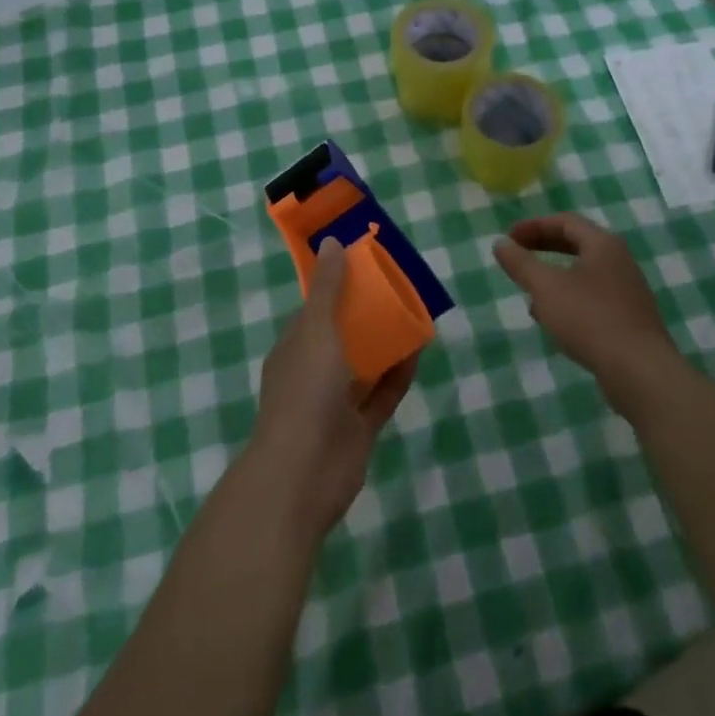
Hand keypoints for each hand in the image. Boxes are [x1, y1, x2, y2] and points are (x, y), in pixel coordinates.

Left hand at [248, 238, 417, 540]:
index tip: (366, 265)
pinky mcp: (359, 427)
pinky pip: (383, 393)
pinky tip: (419, 352)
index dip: (337, 286)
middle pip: (343, 335)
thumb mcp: (315, 329)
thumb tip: (332, 242)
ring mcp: (336, 402)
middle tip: (398, 288)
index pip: (316, 308)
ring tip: (414, 315)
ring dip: (386, 343)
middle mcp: (313, 371)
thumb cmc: (306, 391)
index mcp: (295, 346)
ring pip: (365, 364)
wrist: (304, 473)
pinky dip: (399, 374)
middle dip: (367, 314)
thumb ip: (327, 288)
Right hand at [493, 214, 683, 413]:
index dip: (533, 226)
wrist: (640, 371)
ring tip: (530, 295)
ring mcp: (627, 291)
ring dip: (554, 278)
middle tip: (517, 257)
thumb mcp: (546, 288)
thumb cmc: (589, 319)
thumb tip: (500, 243)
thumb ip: (521, 263)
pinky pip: (592, 298)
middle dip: (543, 248)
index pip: (565, 221)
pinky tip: (554, 322)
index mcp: (603, 244)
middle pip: (576, 244)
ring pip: (583, 273)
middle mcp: (619, 261)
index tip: (508, 239)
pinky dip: (569, 300)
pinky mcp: (628, 318)